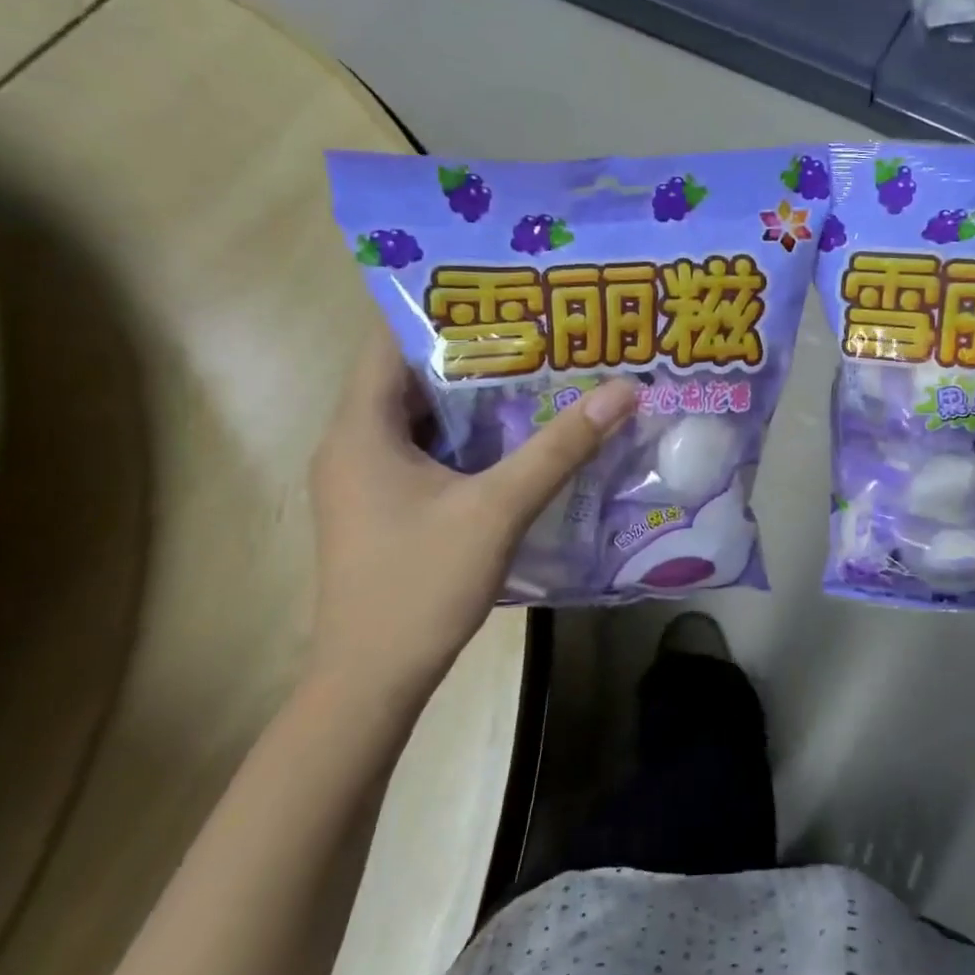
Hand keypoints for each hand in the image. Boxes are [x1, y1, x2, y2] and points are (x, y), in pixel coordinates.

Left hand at [307, 333, 636, 699]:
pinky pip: (425, 453)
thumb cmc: (421, 584)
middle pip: (410, 377)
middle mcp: (352, 444)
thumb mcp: (499, 508)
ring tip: (538, 374)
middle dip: (474, 353)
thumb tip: (622, 390)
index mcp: (360, 429)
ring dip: (474, 399)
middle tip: (539, 332)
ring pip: (422, 419)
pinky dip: (467, 439)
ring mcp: (365, 480)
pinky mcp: (383, 508)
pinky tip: (516, 440)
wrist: (372, 680)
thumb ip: (559, 448)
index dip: (443, 311)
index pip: (389, 341)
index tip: (506, 295)